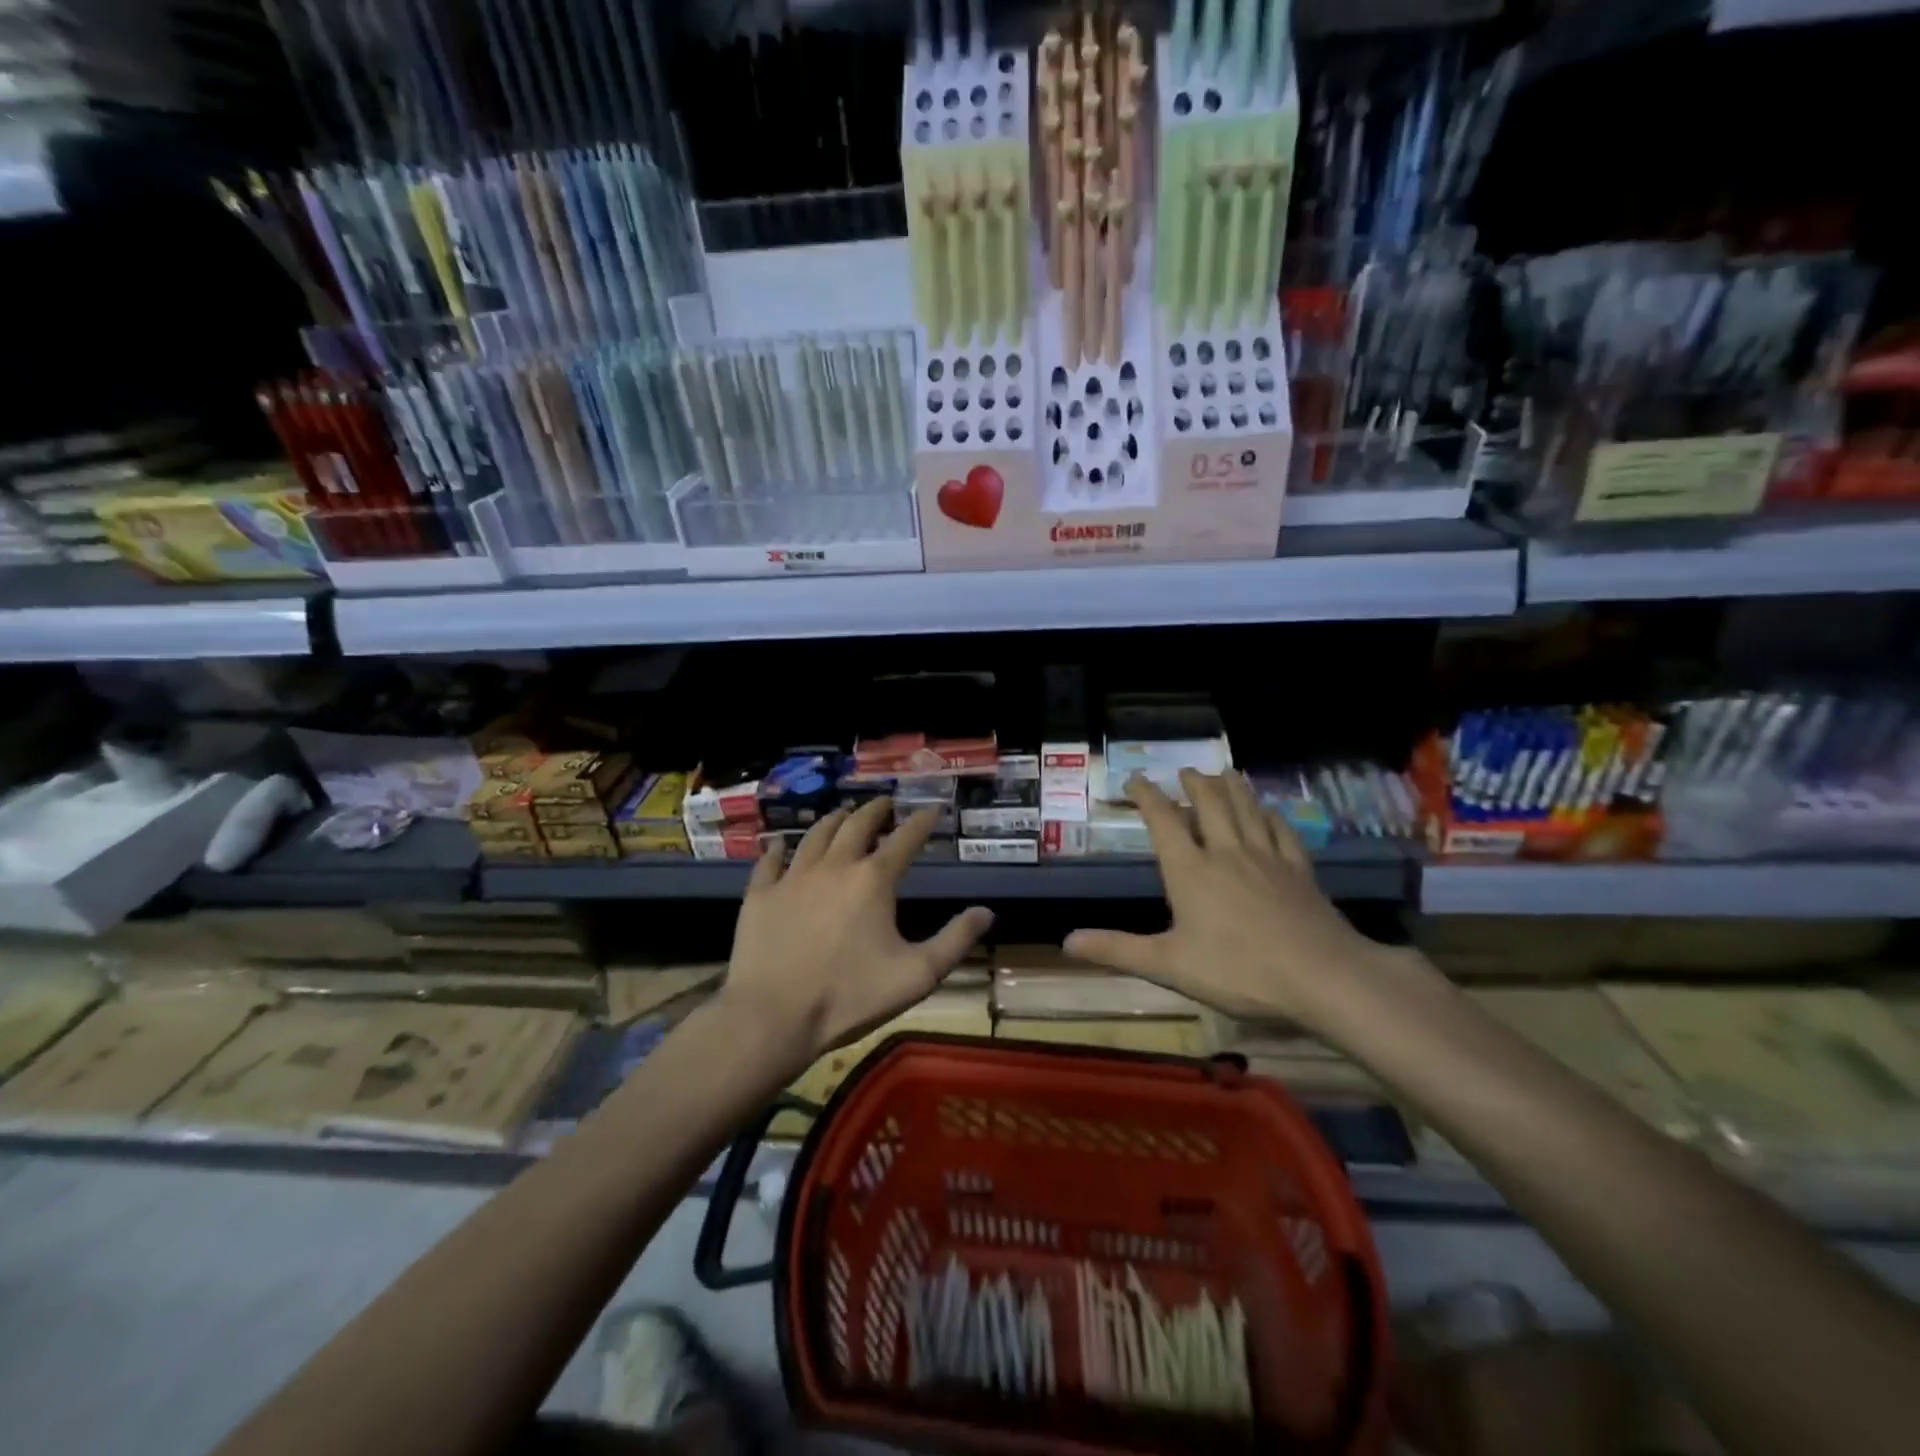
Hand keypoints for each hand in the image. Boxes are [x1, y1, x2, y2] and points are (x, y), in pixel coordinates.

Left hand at [720, 799, 993, 1071]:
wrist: (773, 1016)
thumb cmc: (850, 996)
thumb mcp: (917, 975)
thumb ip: (955, 941)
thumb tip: (987, 912)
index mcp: (873, 880)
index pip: (905, 839)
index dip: (922, 821)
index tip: (932, 809)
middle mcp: (834, 866)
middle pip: (857, 825)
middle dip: (875, 810)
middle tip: (884, 804)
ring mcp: (793, 877)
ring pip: (815, 835)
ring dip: (833, 821)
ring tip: (842, 814)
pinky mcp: (760, 895)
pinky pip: (769, 862)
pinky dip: (777, 849)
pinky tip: (779, 845)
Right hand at [1064, 770, 1397, 1024]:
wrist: (1321, 976)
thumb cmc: (1238, 971)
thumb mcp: (1169, 965)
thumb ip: (1118, 950)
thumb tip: (1067, 941)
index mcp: (1191, 871)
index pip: (1163, 821)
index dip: (1147, 796)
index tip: (1135, 778)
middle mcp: (1226, 853)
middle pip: (1209, 805)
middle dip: (1194, 784)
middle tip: (1185, 771)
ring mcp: (1267, 859)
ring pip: (1247, 810)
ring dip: (1232, 788)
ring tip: (1225, 772)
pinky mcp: (1299, 872)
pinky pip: (1282, 832)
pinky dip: (1271, 817)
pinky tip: (1270, 813)